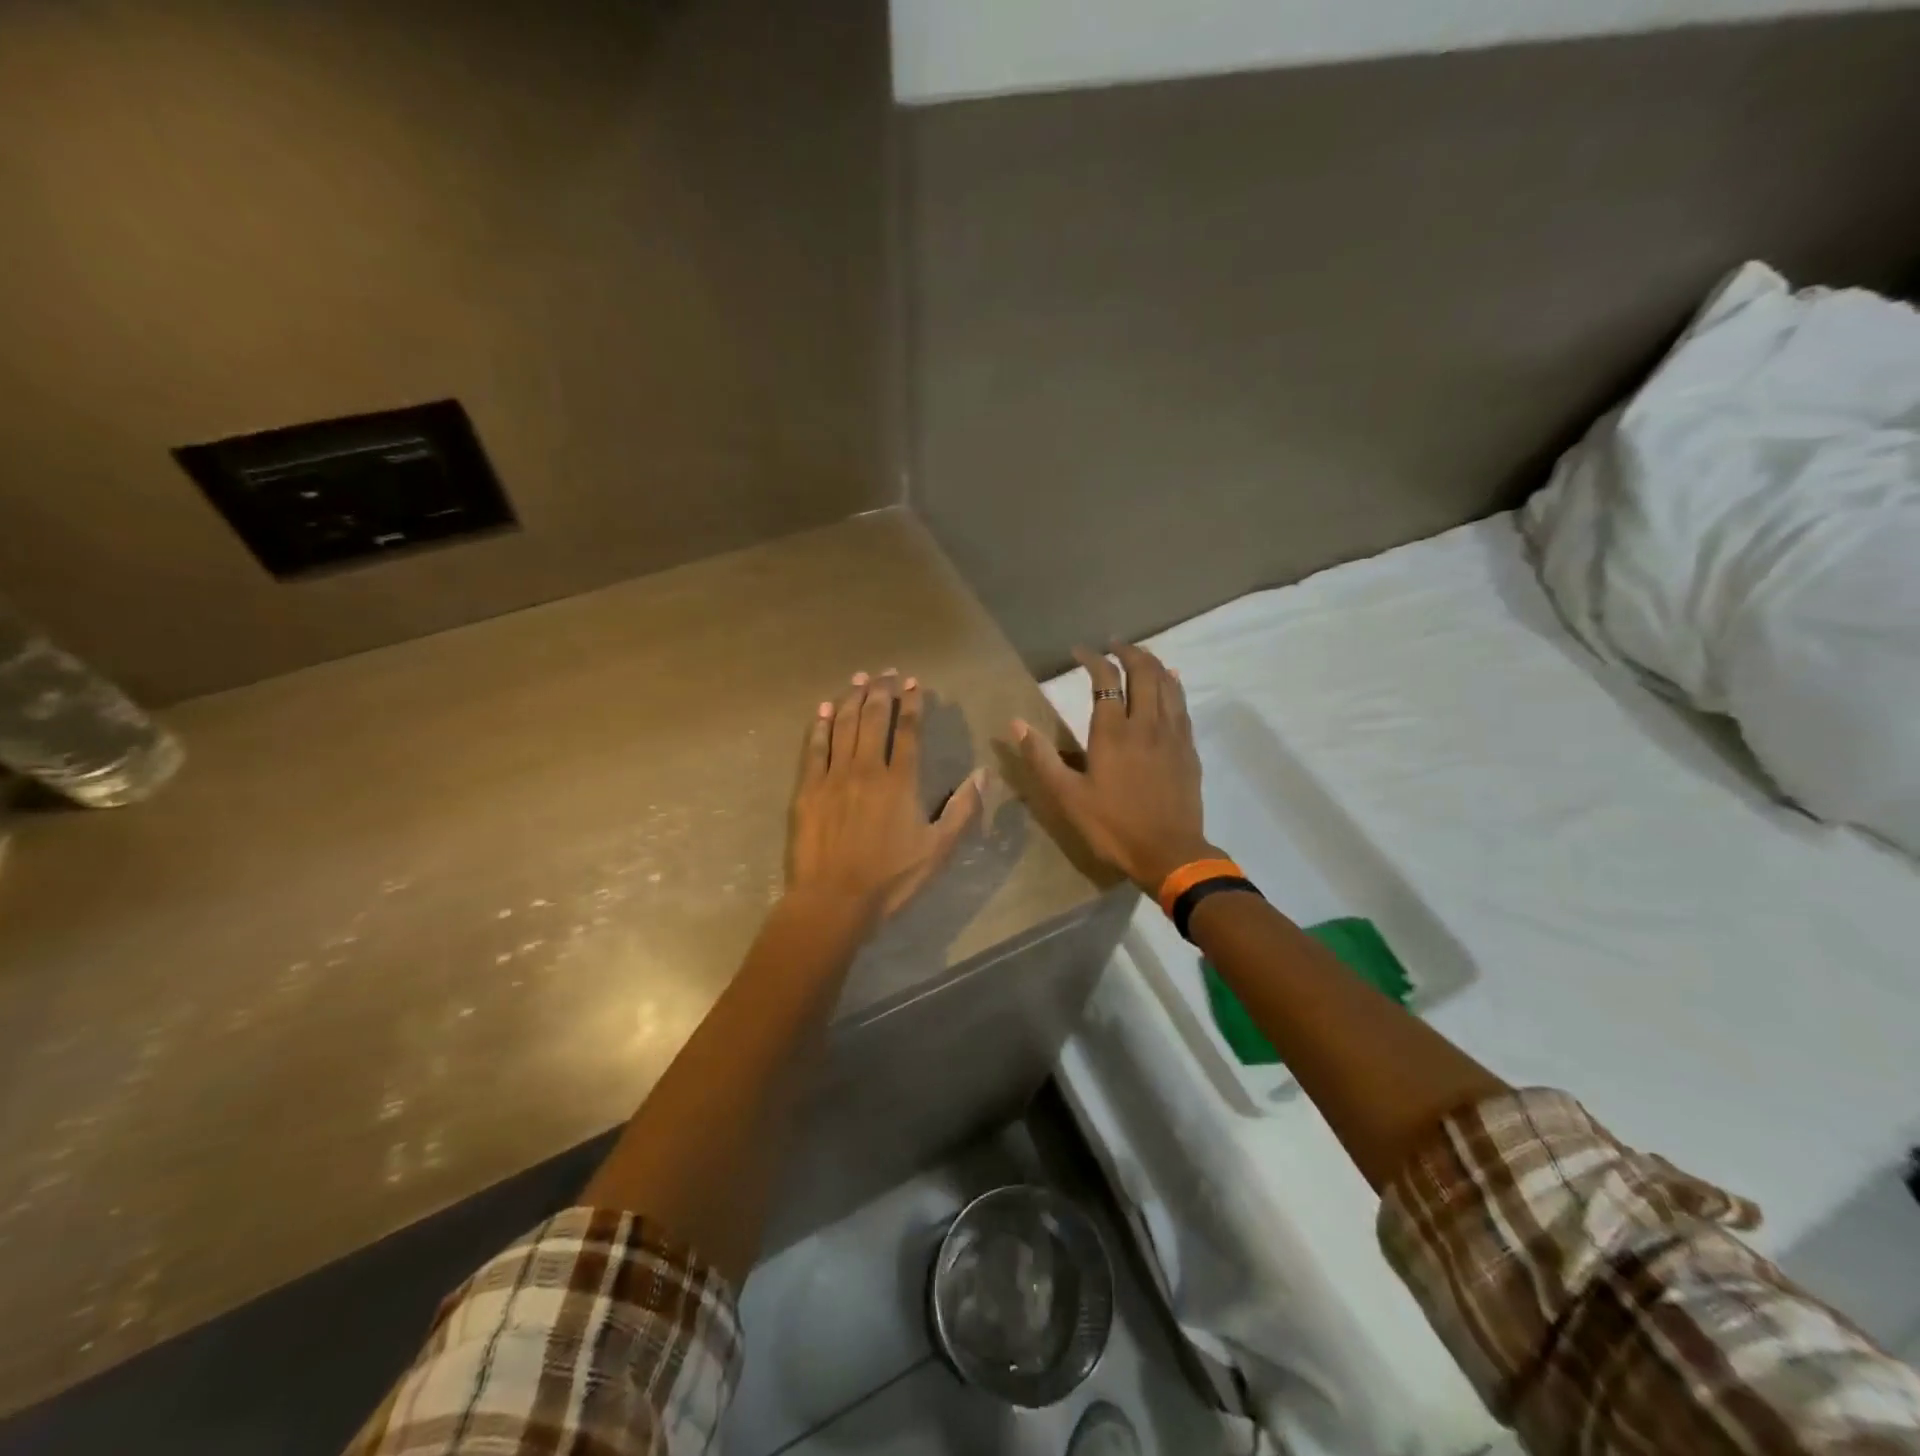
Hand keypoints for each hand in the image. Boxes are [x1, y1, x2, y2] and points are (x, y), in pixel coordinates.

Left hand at [788, 669, 984, 923]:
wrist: (833, 900)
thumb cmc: (890, 879)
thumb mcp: (938, 850)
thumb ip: (962, 810)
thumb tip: (982, 774)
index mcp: (900, 781)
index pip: (907, 731)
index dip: (912, 704)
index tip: (914, 683)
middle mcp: (866, 769)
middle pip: (873, 719)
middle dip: (881, 691)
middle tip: (886, 672)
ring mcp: (833, 776)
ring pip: (842, 725)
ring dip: (851, 698)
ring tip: (858, 679)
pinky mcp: (807, 789)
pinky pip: (814, 747)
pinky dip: (819, 725)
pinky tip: (823, 709)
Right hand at [1012, 644, 1216, 893]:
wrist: (1170, 853)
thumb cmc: (1113, 826)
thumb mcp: (1068, 797)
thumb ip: (1042, 758)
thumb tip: (1015, 723)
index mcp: (1113, 732)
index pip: (1105, 680)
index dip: (1092, 659)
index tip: (1079, 652)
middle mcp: (1146, 724)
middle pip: (1143, 672)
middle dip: (1128, 652)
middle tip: (1114, 645)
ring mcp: (1172, 735)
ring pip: (1167, 684)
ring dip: (1152, 663)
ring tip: (1140, 656)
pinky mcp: (1188, 749)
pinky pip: (1182, 705)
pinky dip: (1173, 686)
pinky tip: (1172, 682)